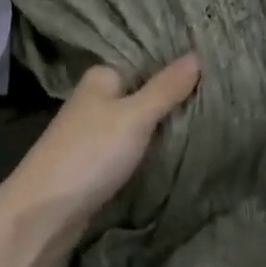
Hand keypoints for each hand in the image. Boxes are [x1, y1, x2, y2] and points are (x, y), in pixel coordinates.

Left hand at [0, 54, 200, 266]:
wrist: (44, 212)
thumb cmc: (89, 154)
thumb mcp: (134, 116)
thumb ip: (166, 88)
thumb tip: (198, 54)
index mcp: (102, 77)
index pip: (148, 63)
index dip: (178, 69)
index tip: (216, 71)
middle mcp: (97, 99)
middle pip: (145, 94)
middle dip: (175, 99)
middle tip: (221, 98)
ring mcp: (96, 132)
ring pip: (140, 123)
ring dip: (166, 127)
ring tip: (211, 121)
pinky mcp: (98, 162)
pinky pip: (133, 147)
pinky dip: (152, 149)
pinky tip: (179, 149)